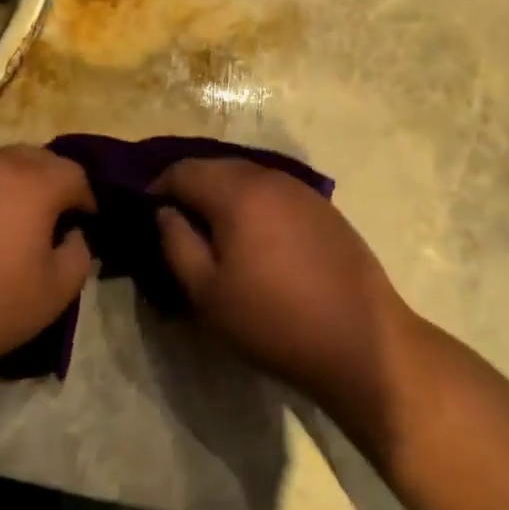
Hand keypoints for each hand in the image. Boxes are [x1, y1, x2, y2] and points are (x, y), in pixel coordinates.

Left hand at [0, 147, 93, 395]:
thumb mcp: (53, 295)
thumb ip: (79, 255)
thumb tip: (72, 234)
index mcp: (31, 182)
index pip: (74, 173)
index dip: (85, 199)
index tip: (82, 225)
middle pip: (34, 159)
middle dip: (49, 183)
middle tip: (46, 221)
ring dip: (8, 186)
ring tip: (1, 225)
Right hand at [154, 160, 412, 428]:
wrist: (362, 342)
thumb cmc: (274, 320)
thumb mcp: (207, 293)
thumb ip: (176, 243)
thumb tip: (164, 212)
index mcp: (237, 191)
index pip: (183, 170)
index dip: (157, 187)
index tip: (146, 214)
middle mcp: (269, 177)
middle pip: (216, 168)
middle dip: (190, 188)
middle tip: (176, 224)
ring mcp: (301, 190)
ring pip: (246, 178)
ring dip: (222, 195)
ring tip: (213, 233)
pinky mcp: (323, 208)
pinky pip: (273, 192)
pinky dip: (252, 204)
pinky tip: (255, 238)